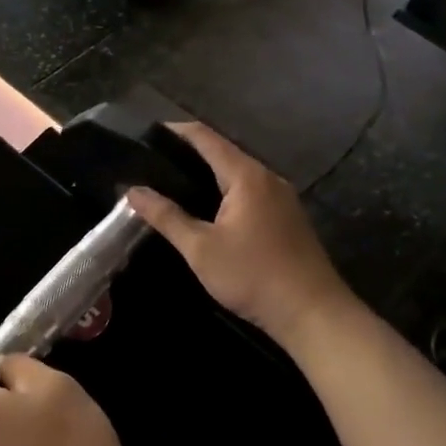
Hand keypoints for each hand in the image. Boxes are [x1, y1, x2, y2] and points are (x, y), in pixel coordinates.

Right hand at [125, 122, 354, 348]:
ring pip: (238, 173)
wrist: (312, 313)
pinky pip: (250, 191)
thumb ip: (166, 217)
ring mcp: (282, 197)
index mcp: (247, 176)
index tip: (147, 135)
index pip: (206, 138)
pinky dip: (225, 190)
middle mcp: (267, 177)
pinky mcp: (287, 217)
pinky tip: (207, 208)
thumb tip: (133, 191)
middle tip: (152, 163)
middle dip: (189, 153)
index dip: (176, 132)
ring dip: (208, 173)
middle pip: (223, 152)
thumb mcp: (201, 249)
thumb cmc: (253, 276)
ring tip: (172, 183)